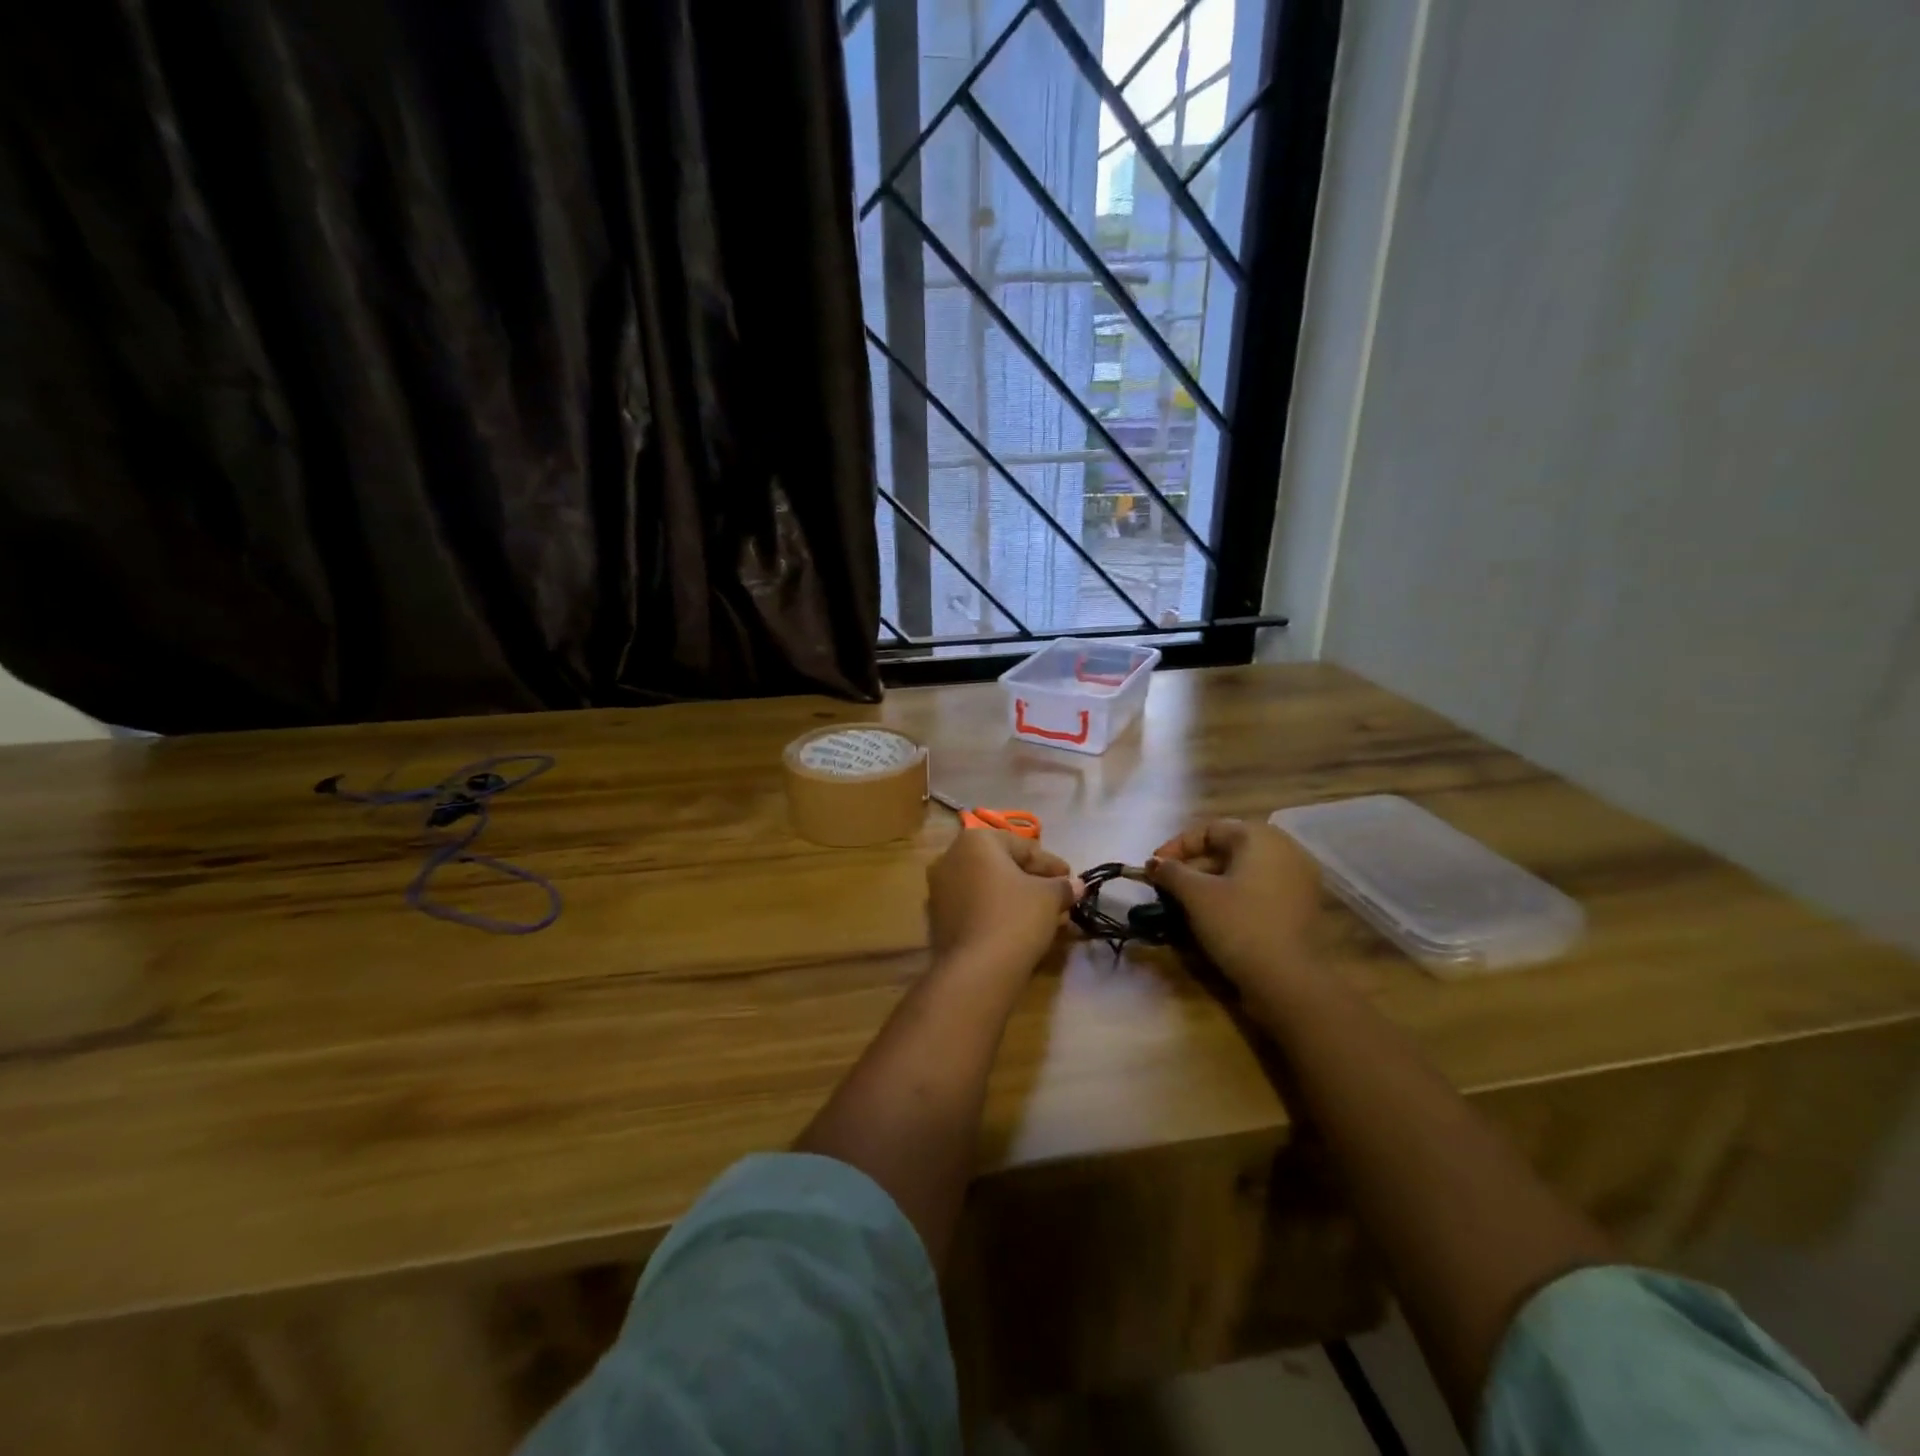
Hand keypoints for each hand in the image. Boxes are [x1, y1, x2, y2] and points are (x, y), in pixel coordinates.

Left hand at [927, 830, 1079, 974]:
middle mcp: (951, 857)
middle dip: (1034, 881)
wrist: (976, 970)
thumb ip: (1063, 887)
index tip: (1071, 879)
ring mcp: (941, 889)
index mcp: (976, 841)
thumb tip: (1077, 886)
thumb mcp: (1048, 898)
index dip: (1051, 865)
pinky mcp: (939, 918)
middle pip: (1003, 865)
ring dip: (1018, 898)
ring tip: (1046, 915)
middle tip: (1059, 897)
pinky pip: (977, 906)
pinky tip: (1021, 927)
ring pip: (989, 888)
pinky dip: (999, 912)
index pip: (1023, 847)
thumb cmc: (1015, 917)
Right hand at [1146, 819, 1321, 983]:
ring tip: (1186, 903)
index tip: (1154, 869)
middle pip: (1227, 848)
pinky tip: (1215, 915)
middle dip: (1193, 866)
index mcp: (1260, 837)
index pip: (1209, 829)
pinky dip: (1234, 895)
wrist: (1288, 981)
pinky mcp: (1302, 905)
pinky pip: (1260, 888)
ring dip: (1211, 882)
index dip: (1176, 847)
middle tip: (1168, 887)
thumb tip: (1154, 864)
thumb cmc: (1239, 925)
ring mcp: (1299, 878)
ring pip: (1243, 870)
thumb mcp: (1196, 895)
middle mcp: (1285, 848)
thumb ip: (1171, 872)